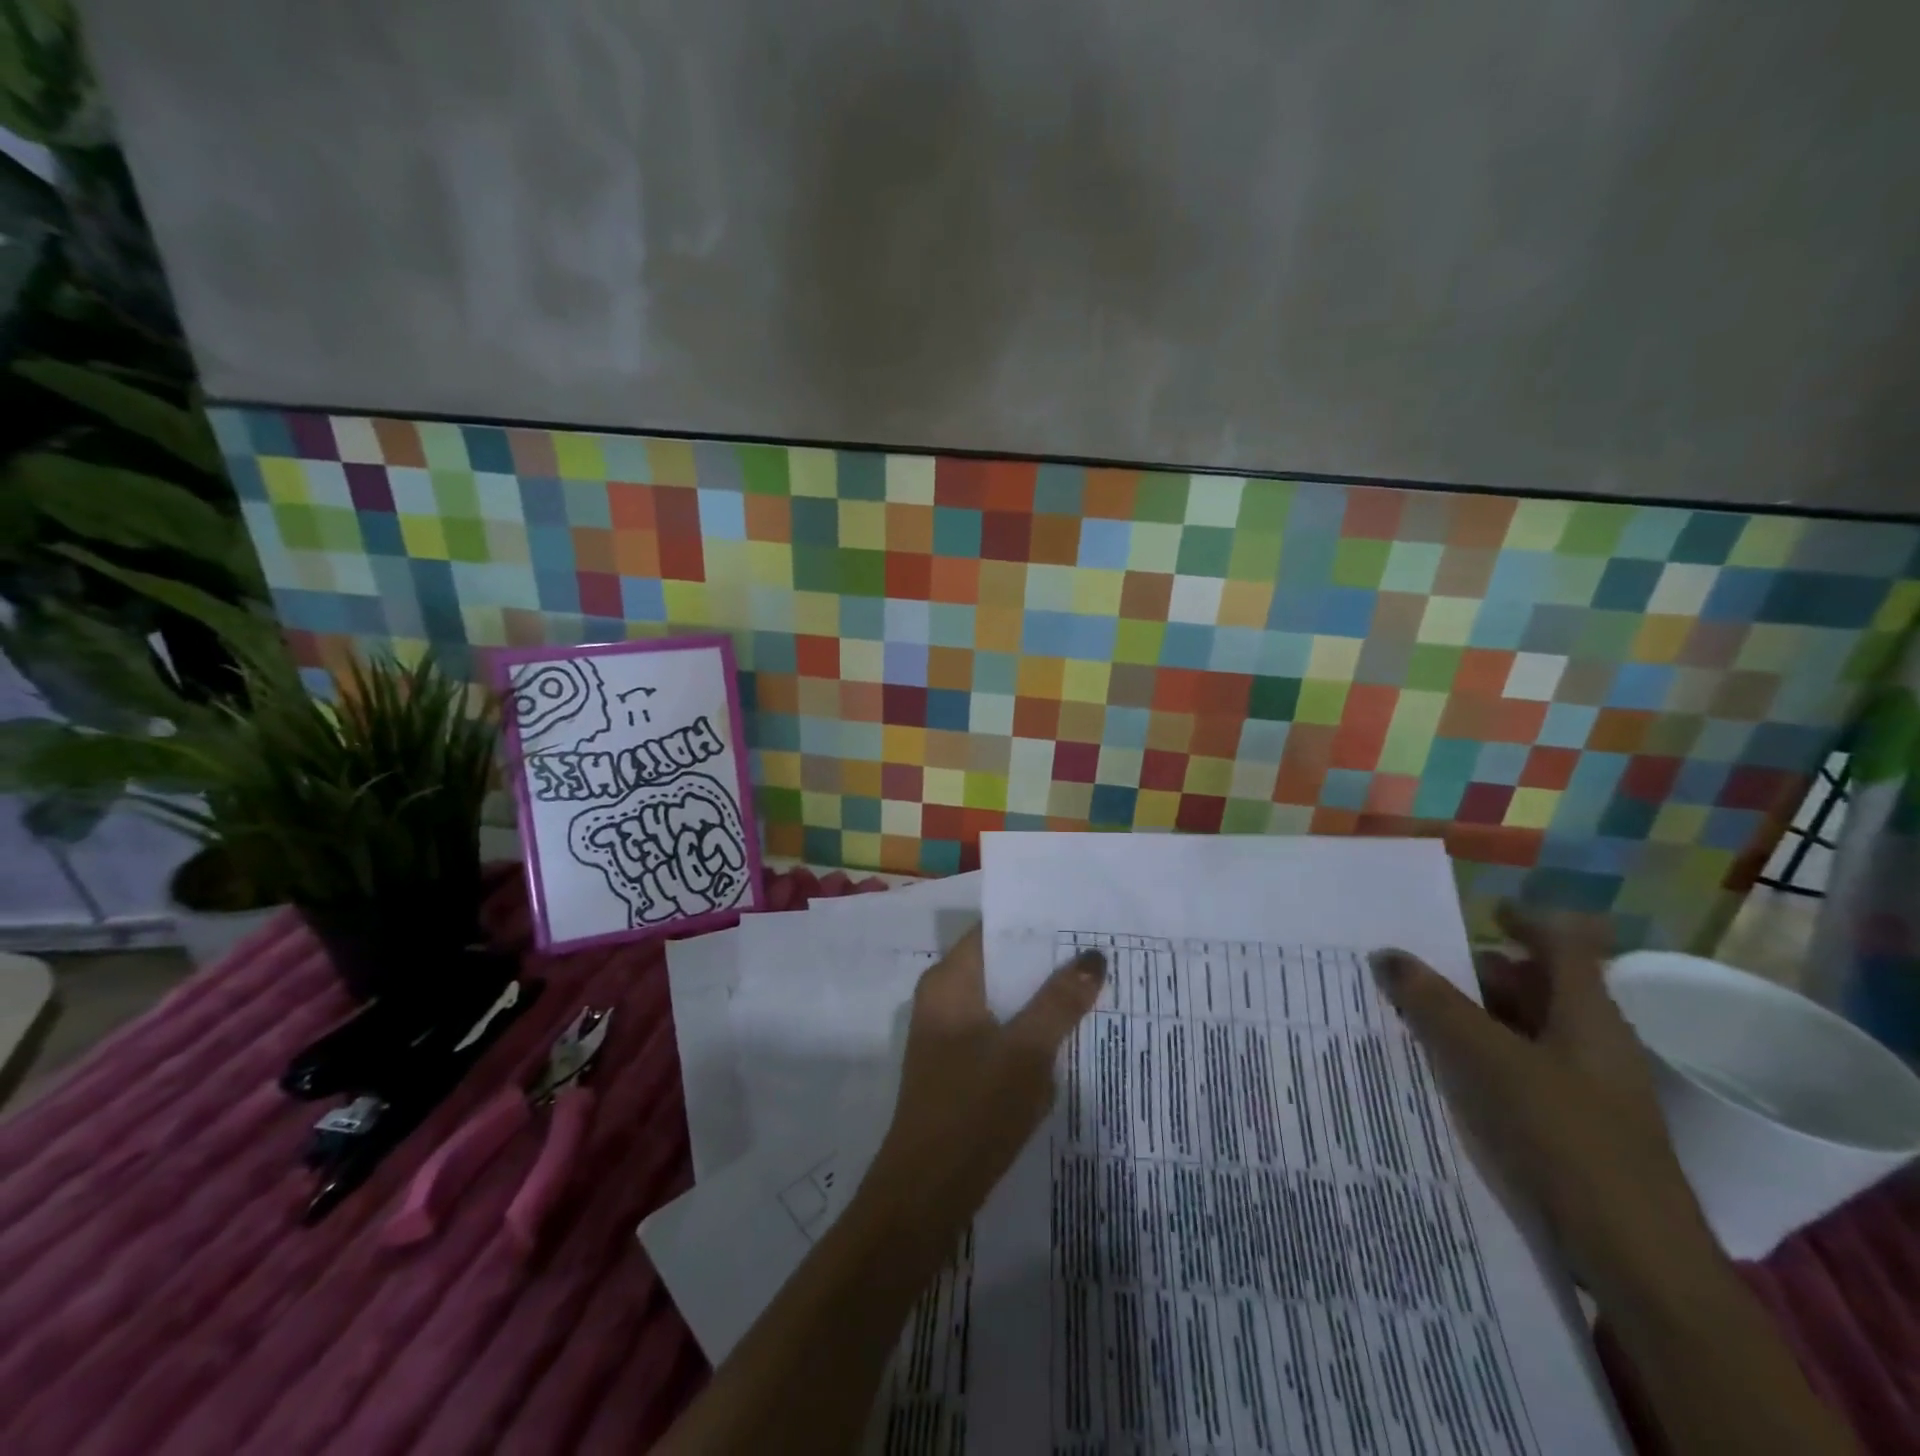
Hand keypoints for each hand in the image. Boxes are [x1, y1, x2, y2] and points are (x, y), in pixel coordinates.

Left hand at [859, 926, 1105, 1246]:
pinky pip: (1002, 1033)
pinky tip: (1070, 1037)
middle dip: (1047, 962)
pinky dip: (1031, 1030)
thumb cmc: (973, 1109)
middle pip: (1002, 966)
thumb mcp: (1026, 1051)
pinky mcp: (961, 1067)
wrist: (927, 1193)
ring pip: (1005, 1002)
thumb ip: (1060, 1002)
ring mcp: (950, 1035)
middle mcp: (945, 999)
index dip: (1035, 923)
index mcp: (949, 982)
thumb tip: (1093, 955)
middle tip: (1100, 952)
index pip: (994, 931)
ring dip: (1042, 999)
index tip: (1081, 918)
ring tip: (1095, 987)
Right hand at [1370, 904, 1711, 1284]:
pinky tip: (1443, 1068)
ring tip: (1414, 1012)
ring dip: (1474, 1014)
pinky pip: (1520, 1068)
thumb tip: (1388, 954)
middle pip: (1537, 985)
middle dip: (1479, 969)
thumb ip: (1435, 1005)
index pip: (1564, 944)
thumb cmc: (1567, 1140)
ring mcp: (1587, 1087)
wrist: (1639, 1260)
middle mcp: (1592, 1042)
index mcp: (1588, 1015)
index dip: (1526, 920)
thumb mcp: (1489, 1062)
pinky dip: (1482, 1055)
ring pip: (1524, 1029)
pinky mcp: (1574, 1125)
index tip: (1481, 910)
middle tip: (1419, 965)